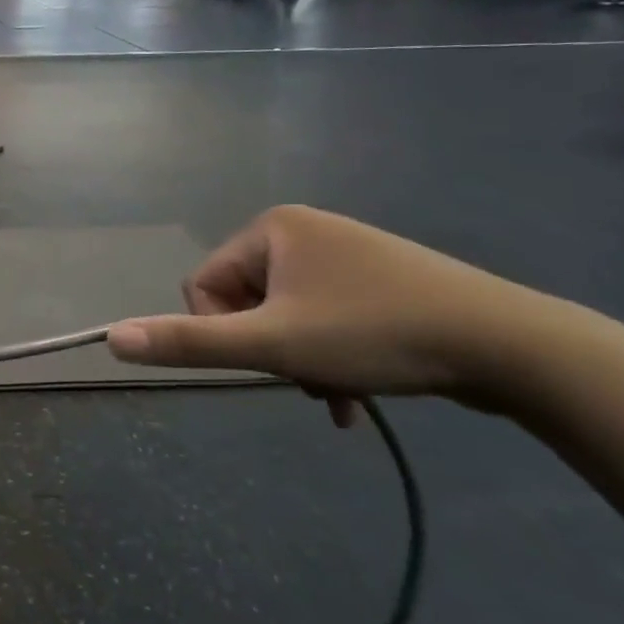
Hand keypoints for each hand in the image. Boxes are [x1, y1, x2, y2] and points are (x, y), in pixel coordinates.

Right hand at [106, 206, 552, 422]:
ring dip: (299, 361)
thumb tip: (110, 337)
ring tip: (337, 395)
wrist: (514, 346)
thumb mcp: (272, 346)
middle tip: (307, 378)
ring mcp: (346, 253)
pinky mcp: (381, 280)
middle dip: (268, 350)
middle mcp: (304, 229)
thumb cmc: (376, 334)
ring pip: (287, 316)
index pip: (205, 284)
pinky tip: (354, 396)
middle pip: (247, 301)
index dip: (224, 332)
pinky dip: (329, 356)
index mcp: (272, 227)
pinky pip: (326, 317)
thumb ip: (188, 342)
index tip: (269, 360)